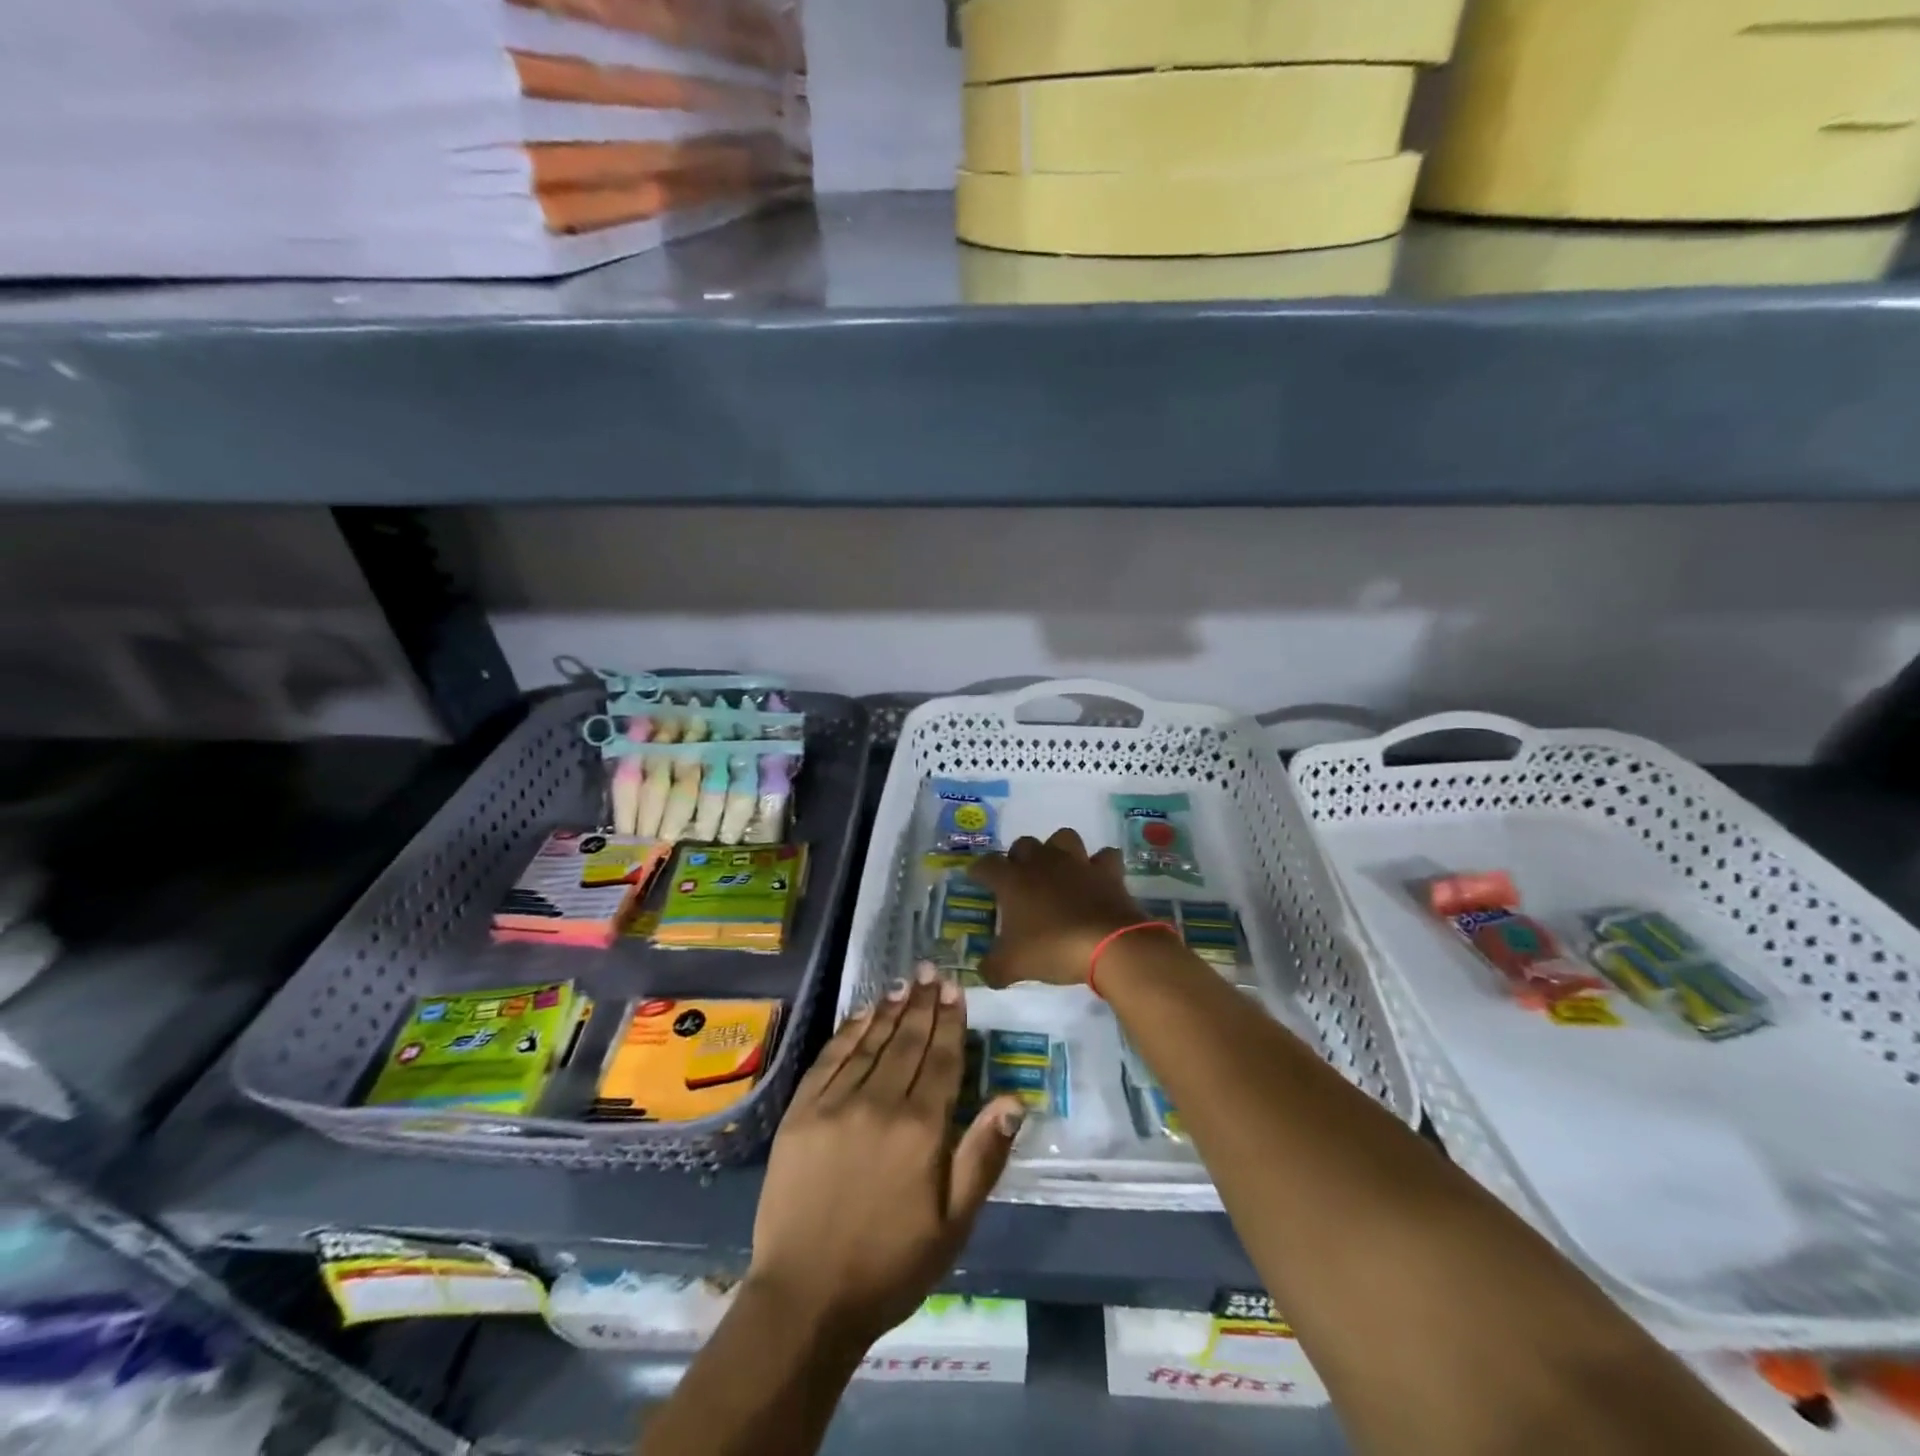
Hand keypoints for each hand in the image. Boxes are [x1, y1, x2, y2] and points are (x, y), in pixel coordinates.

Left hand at [747, 966, 1024, 1346]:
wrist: (805, 1298)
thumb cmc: (890, 1265)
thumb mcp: (953, 1225)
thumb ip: (983, 1157)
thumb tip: (1014, 1100)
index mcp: (922, 1129)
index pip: (942, 1059)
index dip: (951, 1021)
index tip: (956, 989)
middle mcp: (880, 1103)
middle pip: (908, 1041)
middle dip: (924, 1003)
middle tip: (933, 971)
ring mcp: (836, 1102)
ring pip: (872, 1042)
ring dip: (891, 1010)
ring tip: (906, 983)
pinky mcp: (802, 1111)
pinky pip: (832, 1057)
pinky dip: (851, 1031)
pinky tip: (863, 1014)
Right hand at [969, 828, 1145, 987]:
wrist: (1108, 945)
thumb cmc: (1052, 949)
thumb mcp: (1013, 966)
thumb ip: (993, 968)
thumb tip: (985, 971)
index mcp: (1013, 881)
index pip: (986, 865)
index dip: (979, 870)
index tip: (976, 878)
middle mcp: (1042, 863)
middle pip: (1024, 845)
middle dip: (1018, 857)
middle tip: (1019, 880)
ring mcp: (1077, 863)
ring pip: (1062, 838)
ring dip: (1057, 850)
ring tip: (1057, 871)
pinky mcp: (1107, 871)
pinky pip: (1104, 856)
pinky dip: (1100, 864)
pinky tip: (1097, 877)